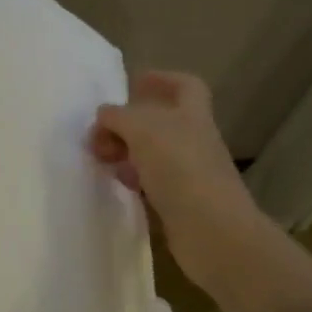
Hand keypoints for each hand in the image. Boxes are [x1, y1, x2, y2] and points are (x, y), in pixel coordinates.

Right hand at [89, 71, 273, 291]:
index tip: (132, 85)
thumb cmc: (180, 169)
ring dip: (124, 151)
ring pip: (151, 152)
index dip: (161, 80)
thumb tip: (104, 115)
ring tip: (101, 159)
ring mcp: (188, 172)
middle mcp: (193, 140)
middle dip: (127, 122)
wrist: (213, 231)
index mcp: (192, 115)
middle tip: (99, 133)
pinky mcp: (179, 202)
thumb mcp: (142, 129)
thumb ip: (119, 116)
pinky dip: (131, 178)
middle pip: (160, 121)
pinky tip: (116, 184)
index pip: (184, 86)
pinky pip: (150, 181)